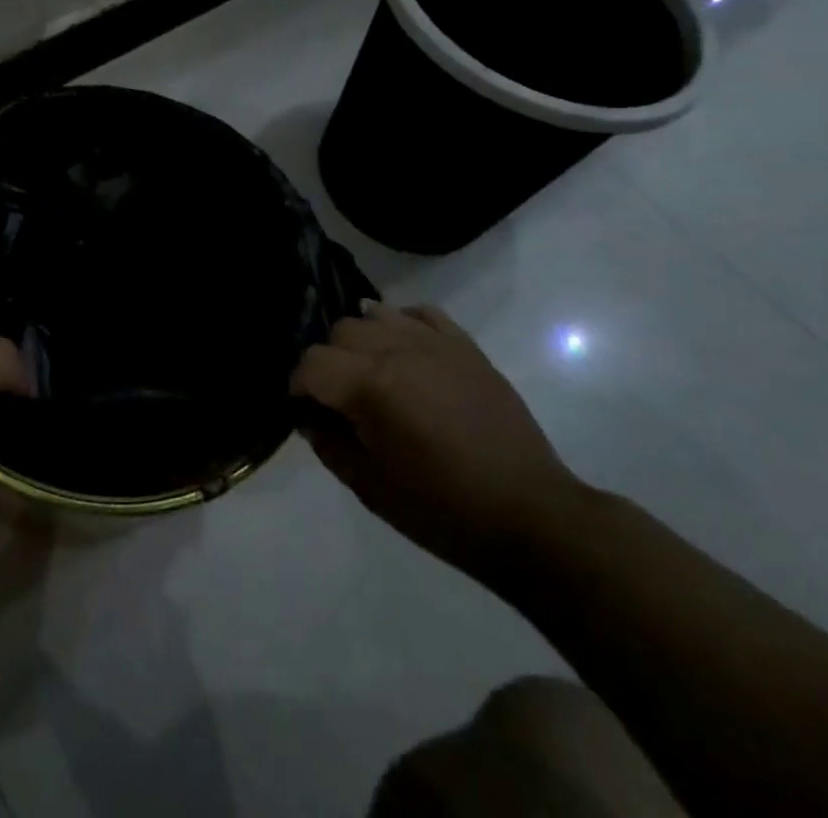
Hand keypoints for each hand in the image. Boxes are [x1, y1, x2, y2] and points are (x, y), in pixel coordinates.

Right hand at [291, 302, 583, 577]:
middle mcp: (398, 350)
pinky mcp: (465, 347)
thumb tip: (310, 417)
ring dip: (362, 340)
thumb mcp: (371, 487)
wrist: (529, 515)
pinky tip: (403, 350)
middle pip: (340, 331)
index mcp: (372, 386)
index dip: (298, 385)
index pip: (312, 363)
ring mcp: (436, 343)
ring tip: (371, 372)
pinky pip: (421, 313)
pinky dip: (402, 323)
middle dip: (328, 361)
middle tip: (339, 398)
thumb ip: (329, 444)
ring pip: (375, 314)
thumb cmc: (443, 510)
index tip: (303, 408)